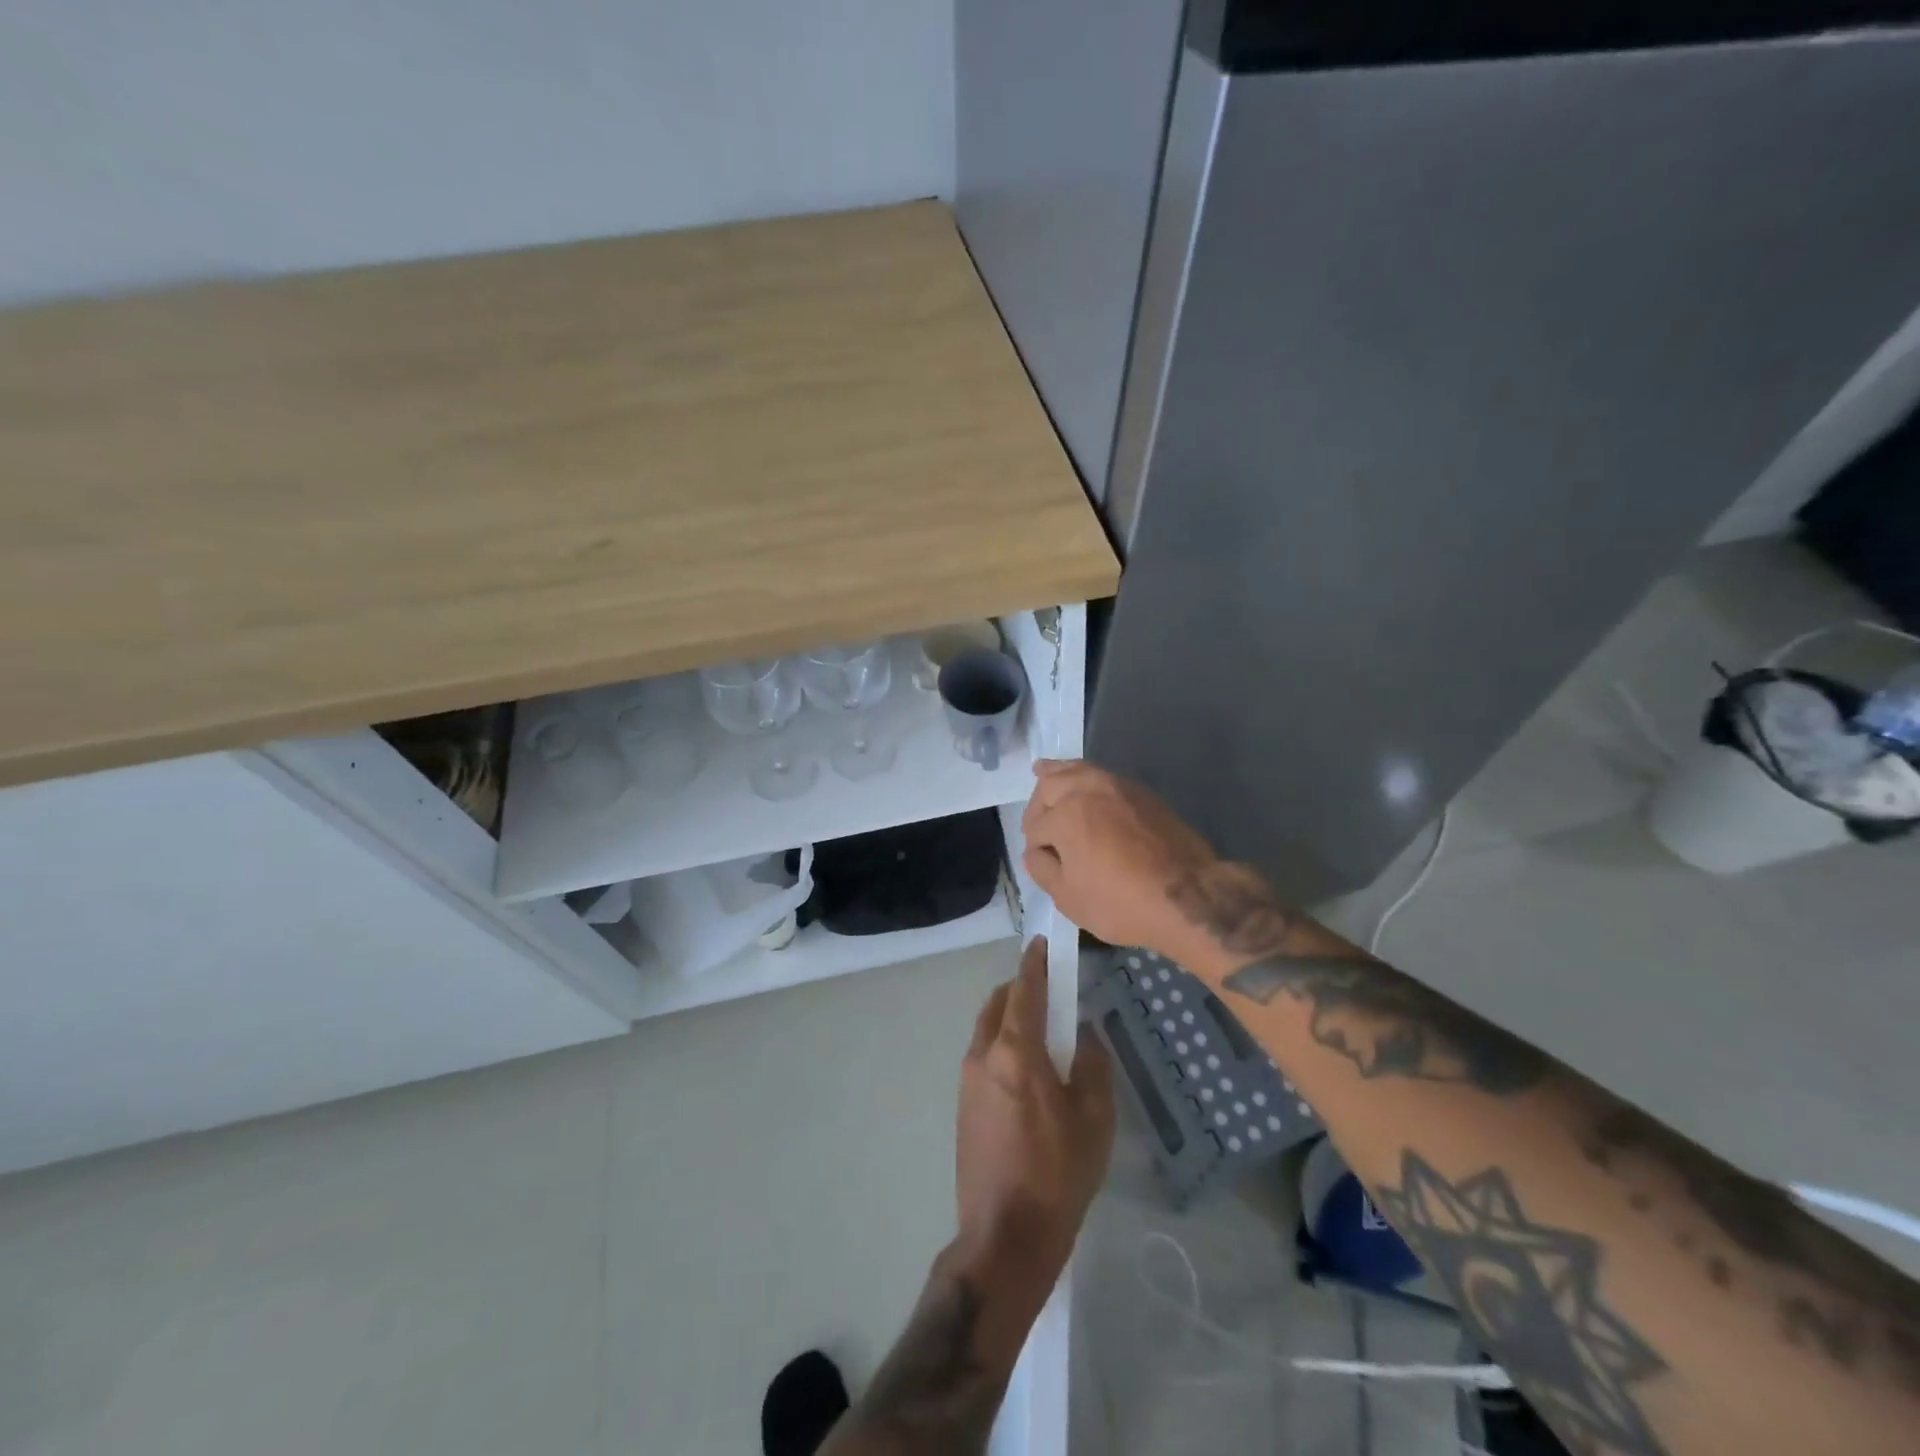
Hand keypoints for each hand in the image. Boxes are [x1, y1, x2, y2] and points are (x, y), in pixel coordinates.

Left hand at [957, 938, 1113, 1283]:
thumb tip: (1085, 1037)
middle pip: (998, 1004)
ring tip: (1041, 1029)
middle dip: (1020, 988)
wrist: (1004, 1235)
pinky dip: (1001, 1044)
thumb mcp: (1094, 1119)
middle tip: (1048, 988)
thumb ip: (1093, 1066)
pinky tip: (1024, 1069)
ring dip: (1009, 1017)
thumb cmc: (1057, 1173)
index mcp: (1016, 1051)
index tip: (1042, 943)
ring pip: (987, 1030)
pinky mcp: (962, 1105)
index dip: (1035, 963)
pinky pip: (983, 1056)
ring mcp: (967, 1081)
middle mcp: (984, 1055)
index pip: (1024, 990)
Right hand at [1021, 759, 1228, 961]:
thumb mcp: (1068, 898)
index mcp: (1065, 815)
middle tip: (1038, 825)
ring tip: (1043, 771)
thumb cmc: (1121, 902)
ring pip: (1077, 770)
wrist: (1188, 896)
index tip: (1043, 862)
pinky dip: (1084, 775)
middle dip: (1038, 805)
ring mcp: (1117, 785)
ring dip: (1057, 774)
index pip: (1035, 828)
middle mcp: (1087, 790)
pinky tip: (1082, 784)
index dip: (1035, 848)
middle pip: (1050, 785)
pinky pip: (1101, 775)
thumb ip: (1042, 869)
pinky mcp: (1141, 792)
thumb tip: (1036, 851)